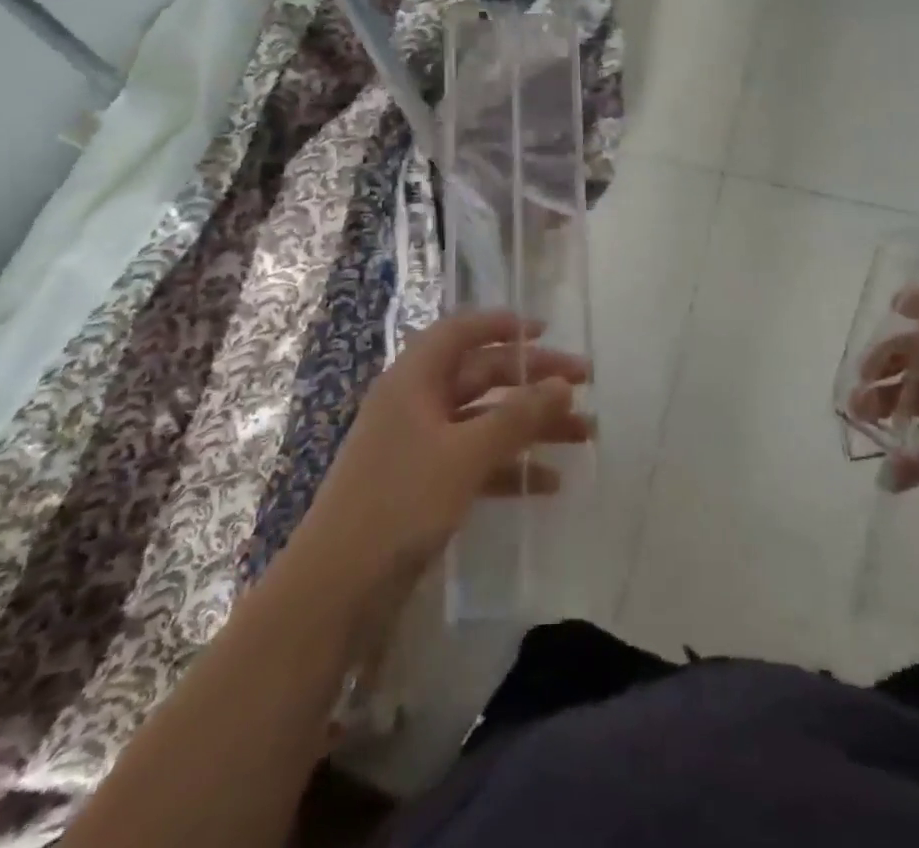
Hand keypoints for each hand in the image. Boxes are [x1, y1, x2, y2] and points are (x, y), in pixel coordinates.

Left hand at [302, 311, 592, 583]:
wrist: (334, 592)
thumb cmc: (399, 504)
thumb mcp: (465, 455)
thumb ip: (517, 416)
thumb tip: (562, 384)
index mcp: (414, 381)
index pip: (459, 333)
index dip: (500, 325)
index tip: (544, 330)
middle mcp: (417, 404)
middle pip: (481, 375)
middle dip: (532, 378)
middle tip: (584, 381)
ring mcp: (420, 447)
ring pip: (485, 420)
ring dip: (531, 424)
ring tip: (583, 433)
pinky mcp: (424, 487)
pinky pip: (477, 462)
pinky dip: (511, 467)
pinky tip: (549, 483)